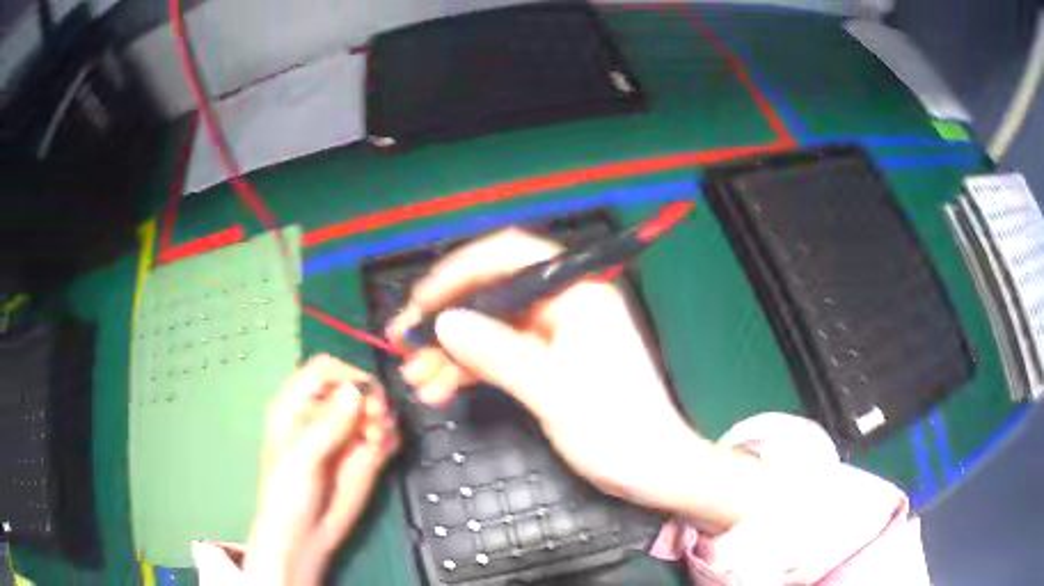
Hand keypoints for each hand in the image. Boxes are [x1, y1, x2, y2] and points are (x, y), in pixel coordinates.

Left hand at [244, 355, 399, 584]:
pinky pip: (386, 433)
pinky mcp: (366, 455)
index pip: (324, 369)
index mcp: (297, 404)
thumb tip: (357, 390)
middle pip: (355, 385)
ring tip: (378, 439)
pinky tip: (384, 449)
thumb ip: (328, 425)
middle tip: (376, 421)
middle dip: (371, 397)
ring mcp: (347, 435)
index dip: (345, 373)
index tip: (364, 393)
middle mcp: (324, 413)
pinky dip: (390, 435)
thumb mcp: (301, 457)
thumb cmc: (288, 493)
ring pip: (375, 407)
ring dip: (384, 417)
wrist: (305, 537)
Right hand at [388, 229, 762, 533]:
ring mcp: (556, 333)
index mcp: (578, 292)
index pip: (510, 257)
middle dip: (447, 319)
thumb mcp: (552, 389)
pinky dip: (472, 369)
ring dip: (453, 351)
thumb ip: (497, 352)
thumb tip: (445, 323)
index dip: (460, 273)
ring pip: (492, 328)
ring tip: (416, 378)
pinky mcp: (548, 360)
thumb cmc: (615, 427)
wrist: (651, 469)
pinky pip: (501, 354)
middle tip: (404, 342)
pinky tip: (441, 388)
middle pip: (494, 295)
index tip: (421, 302)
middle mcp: (566, 303)